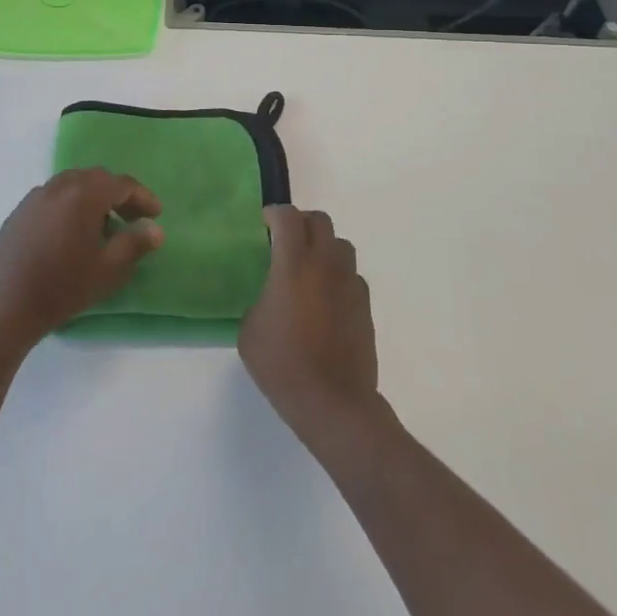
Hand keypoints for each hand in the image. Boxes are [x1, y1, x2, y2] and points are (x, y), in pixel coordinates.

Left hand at [0, 169, 164, 344]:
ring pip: (73, 185)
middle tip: (132, 220)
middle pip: (96, 179)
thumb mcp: (108, 269)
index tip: (156, 214)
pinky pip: (53, 198)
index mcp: (84, 194)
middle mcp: (59, 186)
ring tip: (103, 227)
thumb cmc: (63, 286)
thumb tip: (156, 229)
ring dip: (93, 199)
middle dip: (118, 195)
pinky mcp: (19, 212)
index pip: (122, 184)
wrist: (5, 306)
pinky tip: (71, 234)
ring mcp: (35, 197)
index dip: (143, 197)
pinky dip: (70, 205)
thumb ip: (135, 243)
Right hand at [239, 206, 380, 443]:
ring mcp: (350, 284)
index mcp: (293, 264)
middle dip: (302, 223)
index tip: (265, 223)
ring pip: (341, 245)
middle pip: (320, 222)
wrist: (333, 402)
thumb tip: (272, 298)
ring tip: (309, 268)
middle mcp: (325, 264)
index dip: (275, 213)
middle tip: (287, 240)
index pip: (288, 217)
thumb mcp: (250, 330)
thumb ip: (261, 300)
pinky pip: (352, 275)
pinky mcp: (365, 305)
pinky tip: (327, 299)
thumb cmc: (283, 364)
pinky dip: (338, 276)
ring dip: (324, 247)